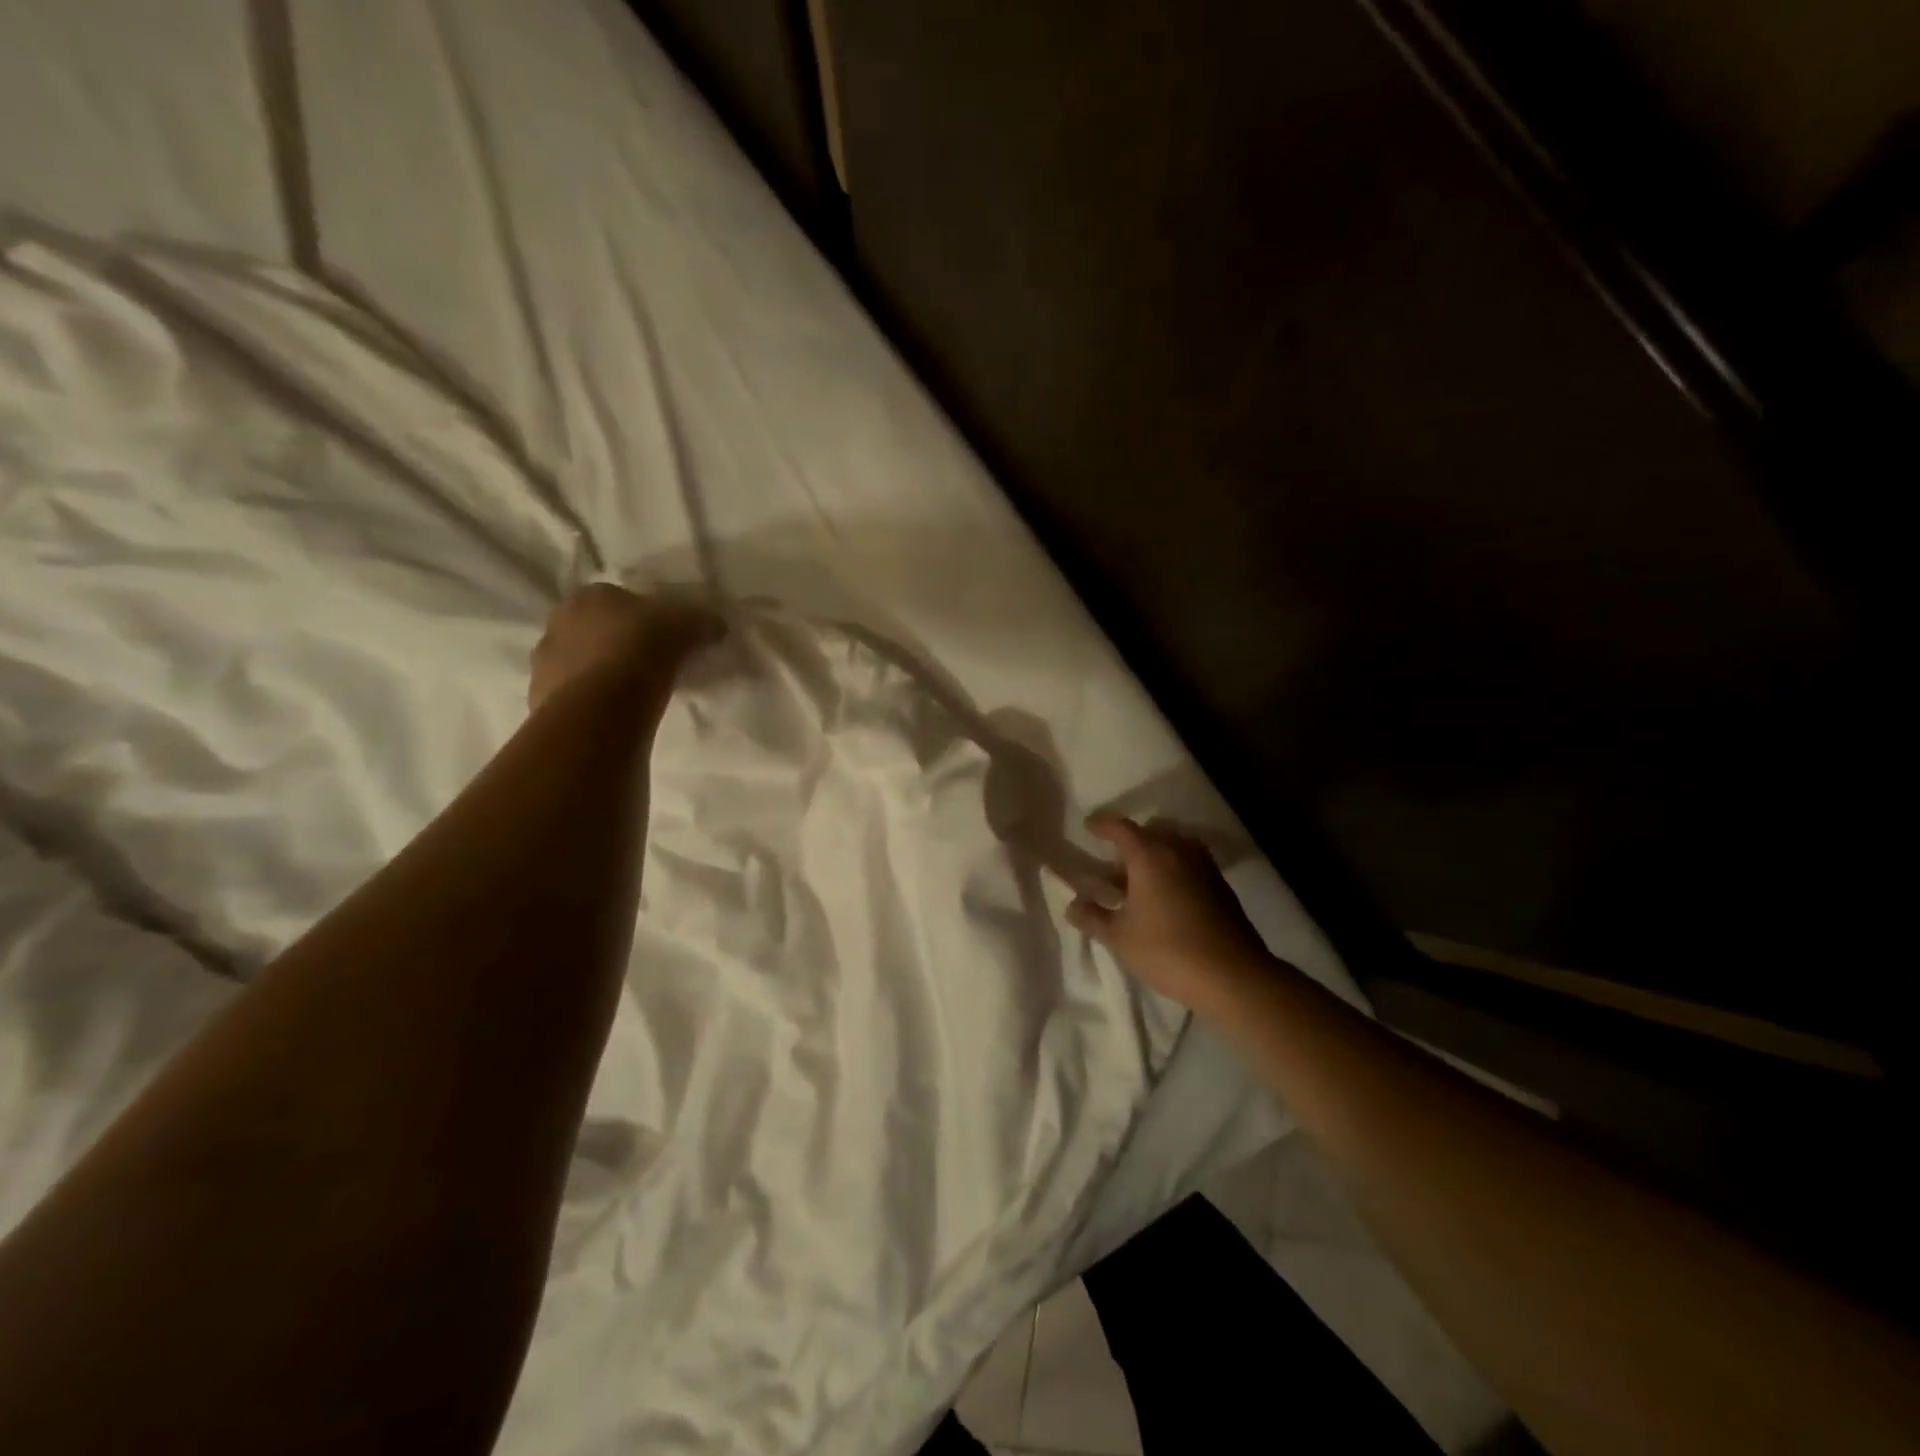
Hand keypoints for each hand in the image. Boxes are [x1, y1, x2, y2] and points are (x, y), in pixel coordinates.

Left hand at [528, 584, 722, 713]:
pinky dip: (589, 700)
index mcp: (592, 595)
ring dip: (598, 672)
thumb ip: (703, 622)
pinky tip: (611, 713)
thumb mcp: (688, 627)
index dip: (642, 617)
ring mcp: (544, 660)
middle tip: (645, 664)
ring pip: (578, 661)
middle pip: (593, 629)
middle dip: (615, 643)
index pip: (618, 599)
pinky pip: (571, 694)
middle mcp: (560, 620)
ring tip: (629, 693)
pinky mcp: (541, 696)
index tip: (662, 637)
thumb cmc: (644, 649)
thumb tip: (718, 626)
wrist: (604, 703)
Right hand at [1067, 817, 1276, 1015]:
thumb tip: (1073, 906)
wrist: (1231, 975)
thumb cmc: (1167, 950)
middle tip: (1113, 857)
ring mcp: (1204, 867)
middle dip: (1131, 840)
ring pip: (1174, 845)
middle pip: (1151, 831)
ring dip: (1155, 852)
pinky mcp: (1220, 886)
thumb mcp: (1120, 937)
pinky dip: (1174, 867)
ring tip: (1139, 876)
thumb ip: (1093, 917)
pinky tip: (1165, 895)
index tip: (1089, 826)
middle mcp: (1178, 851)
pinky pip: (1190, 862)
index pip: (1122, 828)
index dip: (1103, 825)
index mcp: (1150, 855)